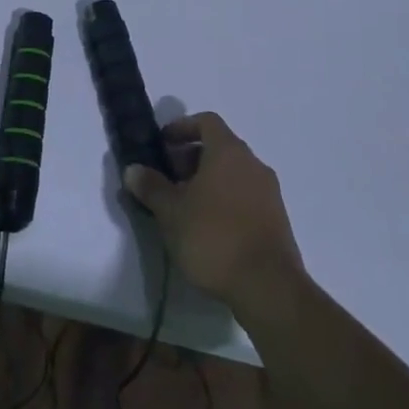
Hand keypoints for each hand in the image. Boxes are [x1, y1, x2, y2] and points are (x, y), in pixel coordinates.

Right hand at [122, 113, 304, 318]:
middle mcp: (253, 164)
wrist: (268, 286)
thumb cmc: (213, 237)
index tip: (162, 144)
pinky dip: (224, 199)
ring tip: (183, 206)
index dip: (181, 127)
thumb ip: (151, 186)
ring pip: (232, 172)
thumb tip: (133, 169)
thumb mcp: (171, 212)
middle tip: (166, 179)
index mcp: (229, 152)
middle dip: (190, 158)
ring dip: (207, 180)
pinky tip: (207, 226)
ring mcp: (268, 192)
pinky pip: (245, 195)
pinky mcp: (276, 218)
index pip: (206, 121)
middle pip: (219, 147)